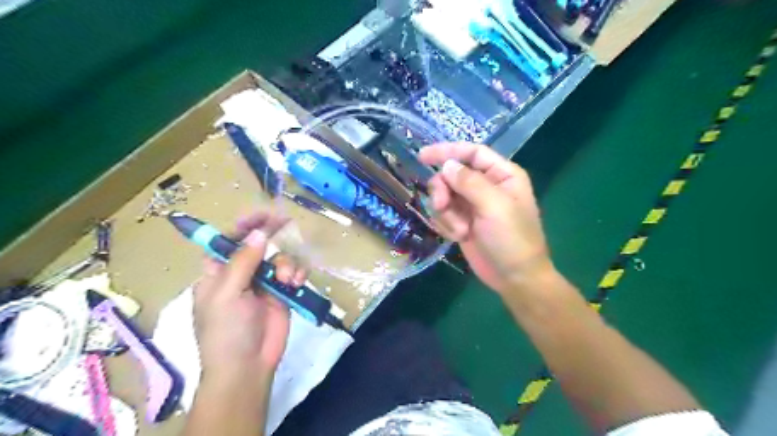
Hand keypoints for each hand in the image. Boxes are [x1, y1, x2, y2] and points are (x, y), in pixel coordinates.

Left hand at [193, 212, 307, 378]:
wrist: (248, 365)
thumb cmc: (226, 331)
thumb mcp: (227, 293)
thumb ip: (243, 261)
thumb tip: (258, 233)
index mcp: (217, 272)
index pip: (227, 241)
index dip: (241, 226)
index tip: (259, 215)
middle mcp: (241, 273)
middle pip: (257, 244)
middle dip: (270, 234)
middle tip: (284, 221)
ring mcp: (263, 283)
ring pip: (279, 257)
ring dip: (285, 263)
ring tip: (286, 280)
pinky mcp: (282, 292)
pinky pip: (293, 272)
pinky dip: (296, 274)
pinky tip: (295, 283)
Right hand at [419, 143, 551, 295]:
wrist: (514, 278)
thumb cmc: (512, 239)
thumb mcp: (494, 206)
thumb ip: (469, 182)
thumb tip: (446, 165)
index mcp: (501, 175)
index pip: (471, 153)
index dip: (447, 151)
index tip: (422, 156)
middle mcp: (486, 186)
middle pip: (451, 174)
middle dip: (443, 190)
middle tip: (442, 206)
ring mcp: (472, 205)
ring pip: (443, 195)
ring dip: (445, 213)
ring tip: (460, 231)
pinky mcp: (461, 222)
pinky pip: (442, 214)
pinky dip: (445, 224)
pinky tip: (458, 237)